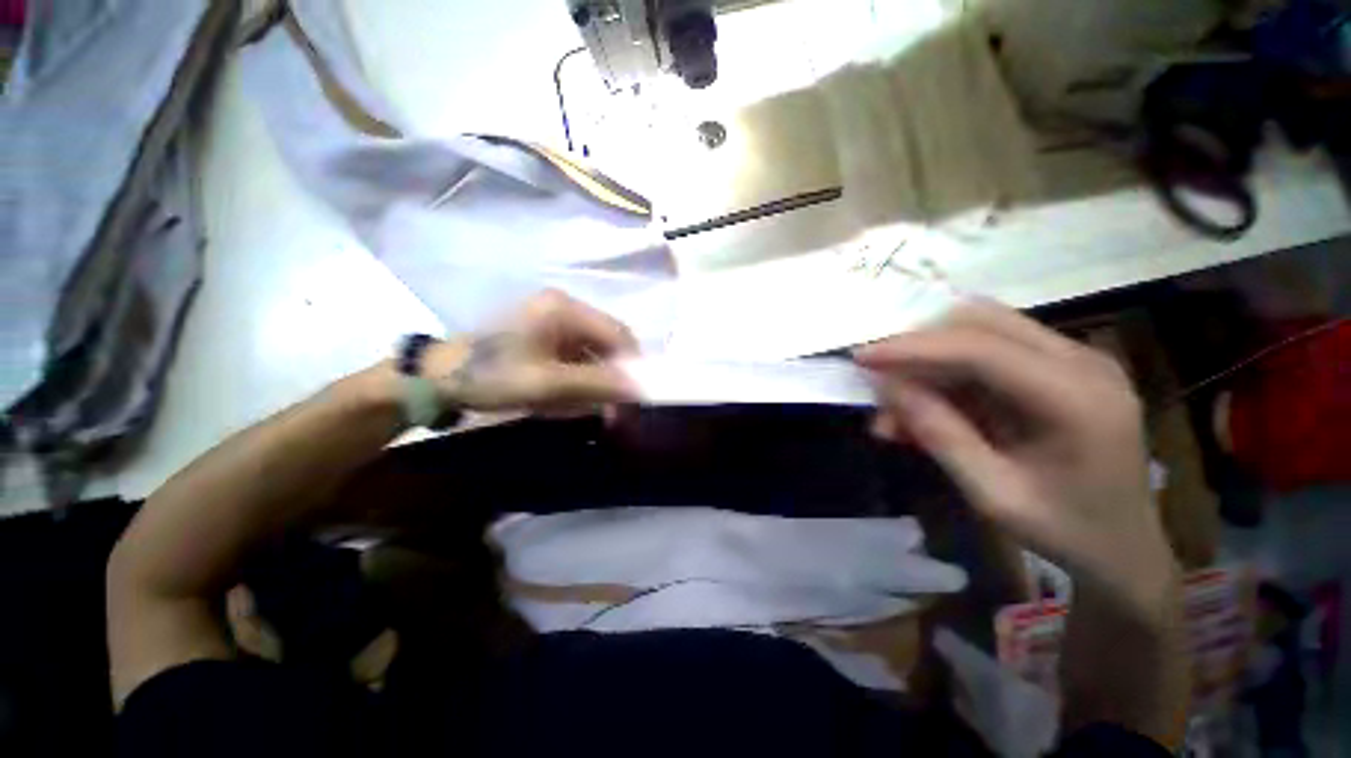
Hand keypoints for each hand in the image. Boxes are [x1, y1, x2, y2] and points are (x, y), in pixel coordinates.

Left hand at [425, 290, 638, 412]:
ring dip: (599, 382)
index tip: (636, 399)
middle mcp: (564, 309)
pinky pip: (578, 359)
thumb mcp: (547, 383)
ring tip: (594, 409)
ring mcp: (554, 323)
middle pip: (608, 343)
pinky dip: (582, 381)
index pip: (618, 333)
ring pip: (595, 354)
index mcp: (565, 309)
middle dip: (615, 377)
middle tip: (616, 411)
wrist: (437, 379)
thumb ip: (597, 383)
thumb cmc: (490, 375)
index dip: (633, 365)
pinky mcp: (546, 338)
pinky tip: (573, 399)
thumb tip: (640, 389)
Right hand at [855, 300, 1175, 610]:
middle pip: (981, 323)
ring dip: (929, 362)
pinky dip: (947, 374)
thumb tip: (887, 386)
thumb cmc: (1066, 531)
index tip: (862, 358)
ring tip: (897, 410)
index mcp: (1078, 399)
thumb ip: (940, 435)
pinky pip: (989, 353)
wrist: (1126, 547)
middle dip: (918, 346)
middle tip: (878, 380)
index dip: (914, 348)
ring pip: (981, 331)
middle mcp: (1082, 362)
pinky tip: (924, 408)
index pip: (981, 348)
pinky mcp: (1059, 367)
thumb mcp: (993, 495)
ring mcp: (1075, 360)